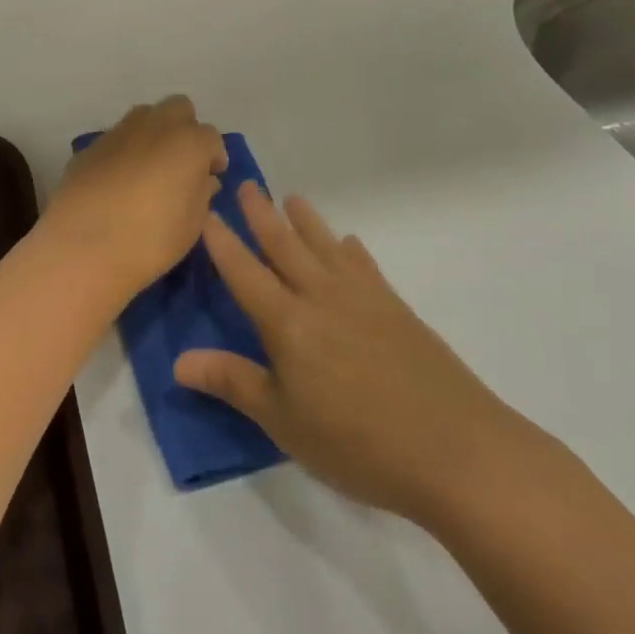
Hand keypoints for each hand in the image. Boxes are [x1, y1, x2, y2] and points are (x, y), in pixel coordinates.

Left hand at [44, 97, 227, 301]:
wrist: (83, 246)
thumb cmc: (151, 240)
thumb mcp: (191, 225)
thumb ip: (202, 194)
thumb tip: (203, 179)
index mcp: (188, 142)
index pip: (211, 137)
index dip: (213, 157)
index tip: (210, 177)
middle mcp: (155, 125)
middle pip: (179, 108)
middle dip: (185, 128)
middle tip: (182, 162)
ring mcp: (119, 132)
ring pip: (145, 116)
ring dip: (154, 133)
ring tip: (150, 168)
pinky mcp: (91, 146)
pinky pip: (116, 138)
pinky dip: (124, 151)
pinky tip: (118, 181)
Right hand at [175, 185, 546, 528]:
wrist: (455, 449)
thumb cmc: (357, 442)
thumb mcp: (283, 422)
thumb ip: (233, 383)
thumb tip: (179, 360)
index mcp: (286, 322)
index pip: (243, 271)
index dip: (221, 242)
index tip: (204, 212)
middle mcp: (320, 295)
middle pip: (283, 245)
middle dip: (260, 214)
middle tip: (245, 184)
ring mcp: (362, 297)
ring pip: (324, 245)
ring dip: (305, 220)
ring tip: (291, 198)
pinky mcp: (396, 308)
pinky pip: (365, 264)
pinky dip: (351, 248)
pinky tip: (349, 242)